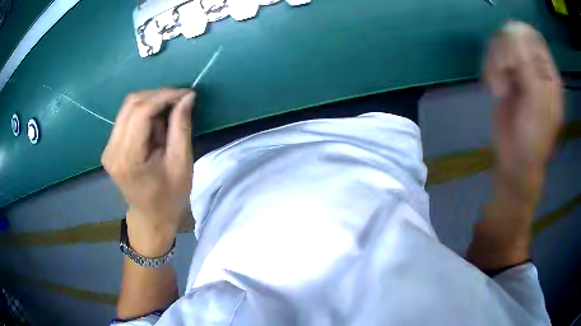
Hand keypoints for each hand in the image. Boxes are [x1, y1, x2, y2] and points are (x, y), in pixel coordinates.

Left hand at [102, 88, 194, 254]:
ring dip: (151, 103)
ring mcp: (108, 148)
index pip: (141, 112)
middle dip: (158, 96)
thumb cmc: (170, 197)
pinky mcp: (110, 147)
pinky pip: (126, 117)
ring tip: (168, 116)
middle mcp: (112, 150)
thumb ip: (181, 127)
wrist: (151, 217)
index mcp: (128, 160)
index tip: (186, 93)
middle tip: (180, 101)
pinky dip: (143, 113)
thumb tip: (187, 96)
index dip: (164, 96)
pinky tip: (155, 124)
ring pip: (127, 107)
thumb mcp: (181, 164)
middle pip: (131, 104)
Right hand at [484, 22, 562, 196]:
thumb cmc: (532, 139)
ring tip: (499, 89)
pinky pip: (491, 56)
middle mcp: (535, 68)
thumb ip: (531, 70)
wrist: (514, 161)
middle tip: (506, 75)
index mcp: (549, 76)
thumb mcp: (537, 106)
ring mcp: (519, 71)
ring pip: (500, 43)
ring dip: (495, 64)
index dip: (521, 41)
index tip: (514, 60)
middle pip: (515, 35)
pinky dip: (489, 70)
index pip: (534, 38)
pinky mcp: (504, 76)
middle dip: (506, 53)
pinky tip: (494, 89)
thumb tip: (513, 35)